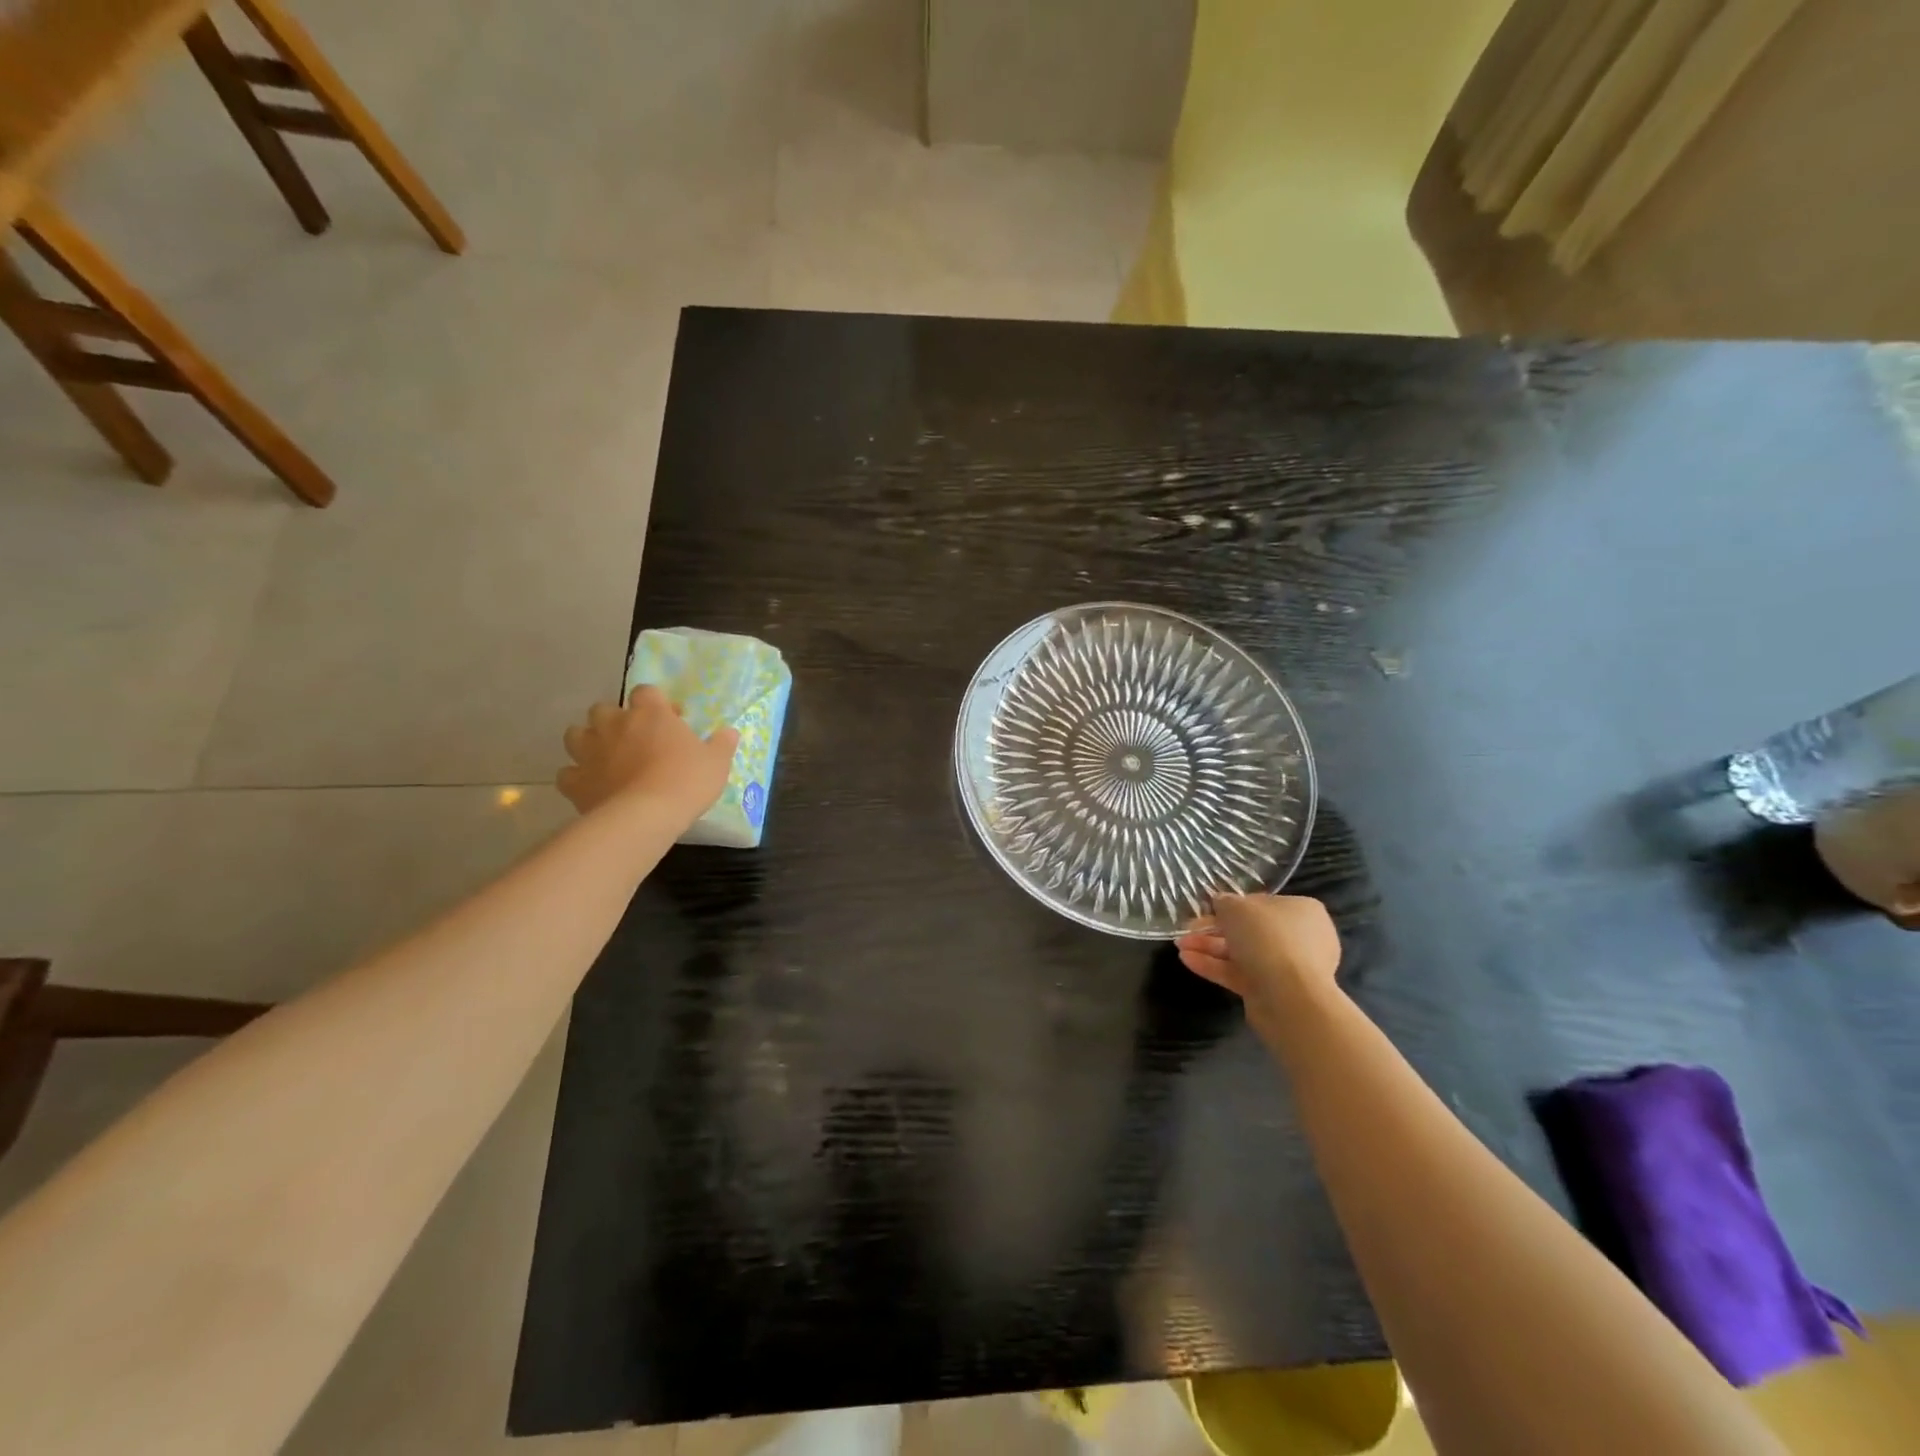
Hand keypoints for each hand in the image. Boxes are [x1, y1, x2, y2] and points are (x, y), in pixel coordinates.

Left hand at [556, 688, 739, 817]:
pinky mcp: (575, 781)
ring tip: (605, 757)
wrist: (645, 816)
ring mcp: (590, 751)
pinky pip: (568, 773)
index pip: (646, 692)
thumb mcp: (717, 762)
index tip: (671, 720)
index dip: (656, 703)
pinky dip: (576, 776)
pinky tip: (590, 786)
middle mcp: (614, 724)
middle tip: (633, 739)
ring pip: (576, 734)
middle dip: (614, 719)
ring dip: (588, 741)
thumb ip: (721, 744)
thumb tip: (730, 732)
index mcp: (650, 713)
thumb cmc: (686, 781)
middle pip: (603, 709)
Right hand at [1177, 894, 1342, 1021]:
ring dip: (1209, 947)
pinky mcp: (1272, 991)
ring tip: (1179, 946)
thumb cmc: (1268, 938)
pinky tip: (1187, 961)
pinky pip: (1240, 974)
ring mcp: (1287, 967)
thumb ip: (1224, 902)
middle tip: (1188, 928)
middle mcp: (1299, 938)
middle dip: (1214, 929)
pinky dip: (1215, 967)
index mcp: (1302, 911)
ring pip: (1242, 953)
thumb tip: (1220, 903)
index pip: (1262, 903)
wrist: (1290, 998)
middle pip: (1250, 930)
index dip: (1232, 905)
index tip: (1208, 908)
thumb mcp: (1237, 908)